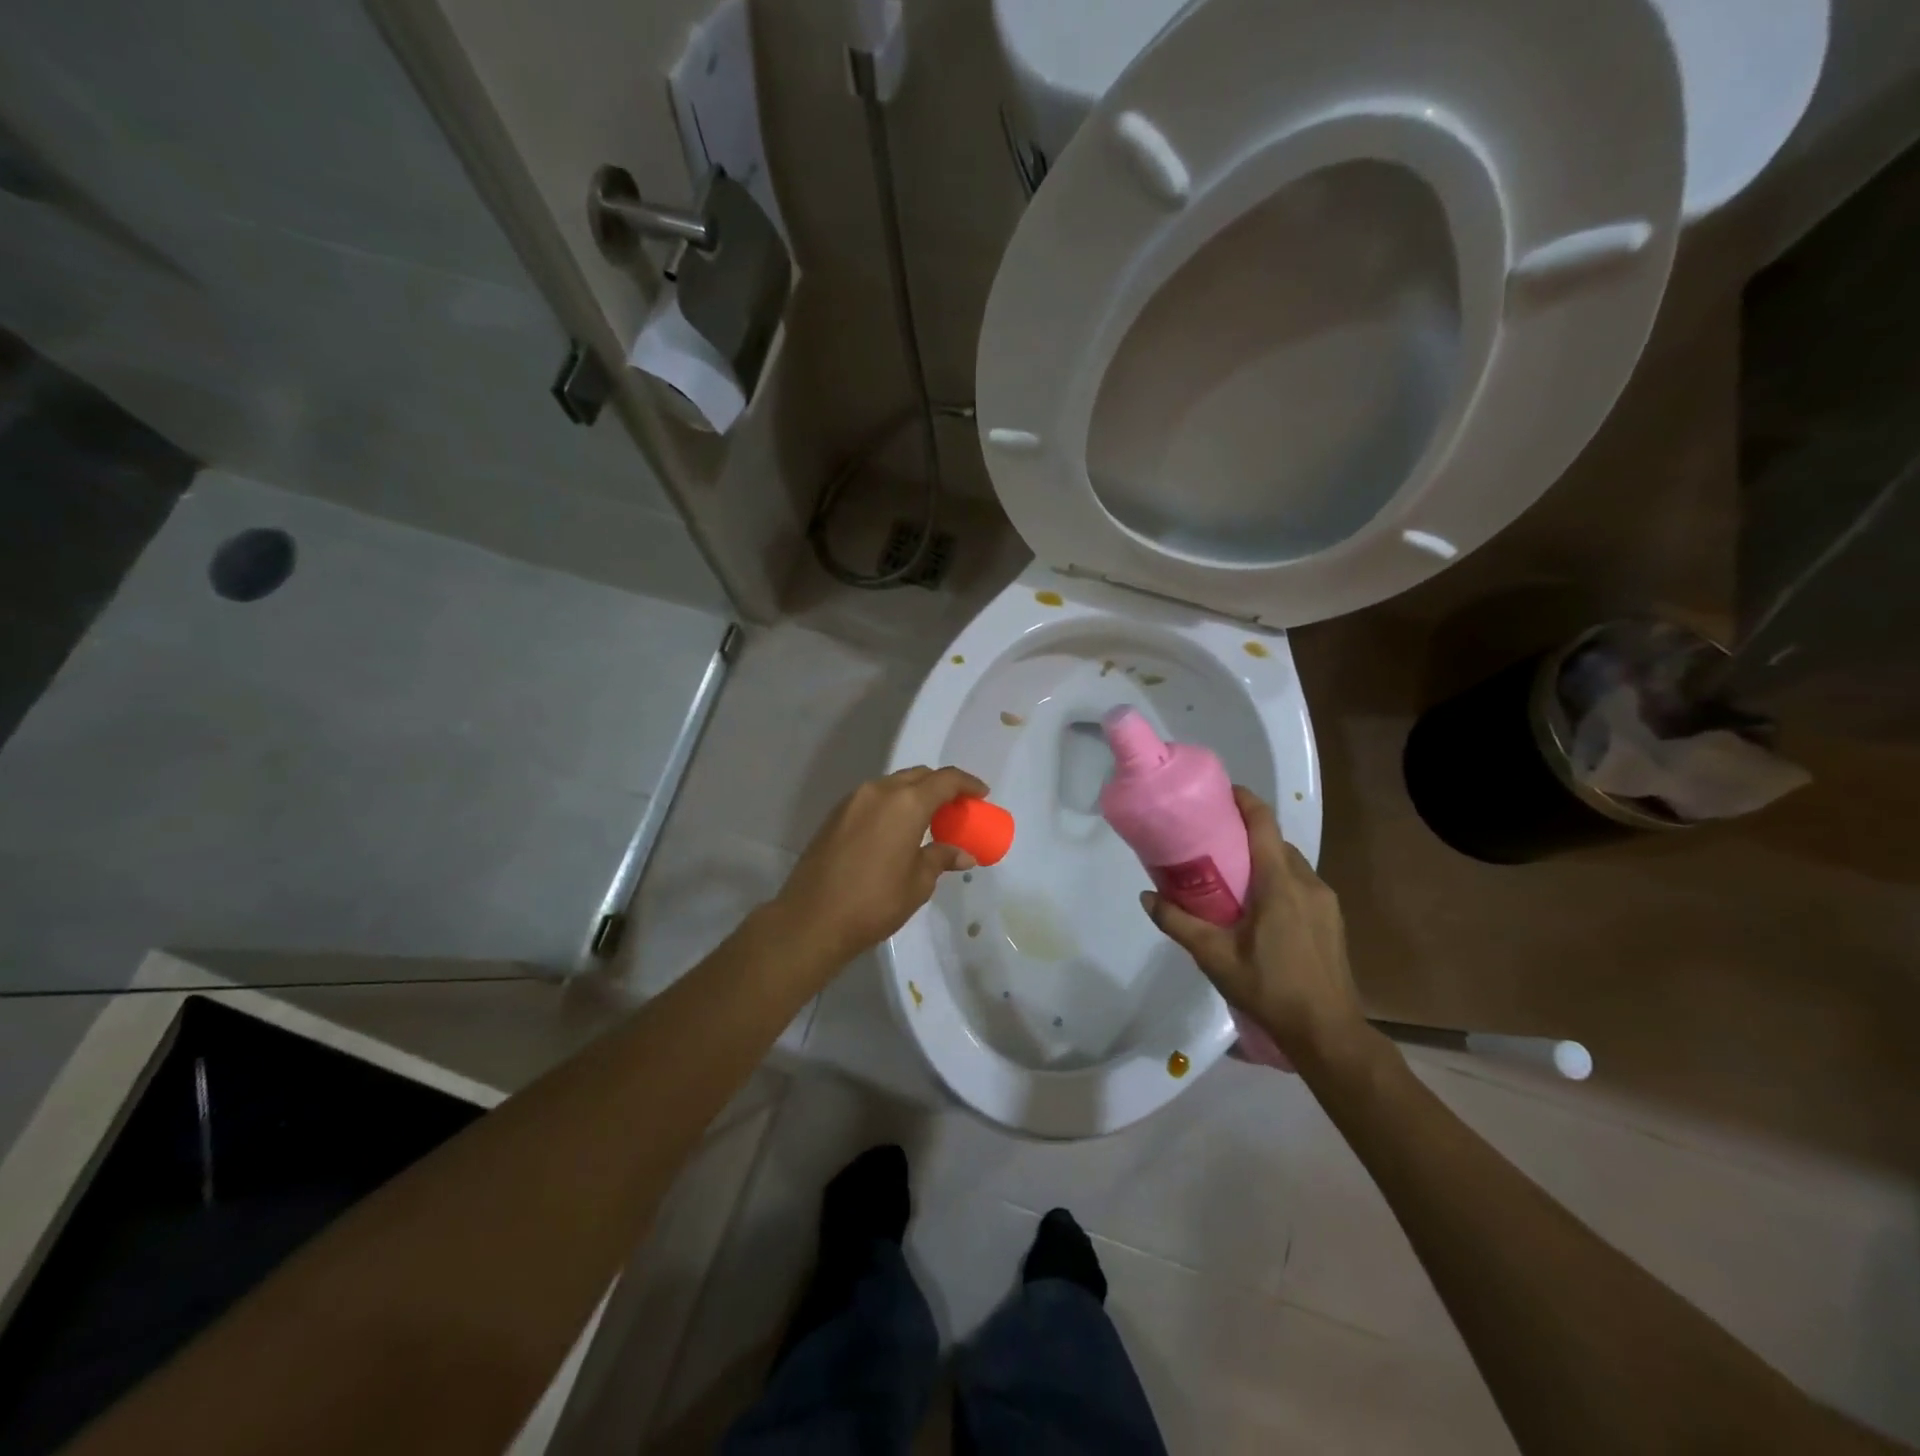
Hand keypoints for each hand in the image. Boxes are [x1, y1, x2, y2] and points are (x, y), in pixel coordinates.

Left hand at [771, 765, 988, 965]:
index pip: (945, 780)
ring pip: (893, 785)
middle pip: (918, 776)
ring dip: (914, 795)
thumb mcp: (918, 883)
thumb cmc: (875, 902)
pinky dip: (892, 805)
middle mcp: (879, 791)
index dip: (967, 784)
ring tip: (927, 820)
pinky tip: (896, 830)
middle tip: (956, 809)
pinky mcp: (835, 815)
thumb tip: (963, 854)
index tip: (981, 795)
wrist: (812, 919)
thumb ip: (941, 858)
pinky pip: (873, 798)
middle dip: (941, 787)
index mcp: (906, 803)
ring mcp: (853, 801)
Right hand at [1140, 786, 1367, 1068]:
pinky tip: (1257, 907)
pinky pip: (1300, 884)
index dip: (1244, 801)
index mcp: (1280, 883)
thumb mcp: (1214, 956)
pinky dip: (1277, 880)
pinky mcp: (1331, 920)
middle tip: (1211, 840)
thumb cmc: (1269, 988)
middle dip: (1246, 833)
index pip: (1264, 824)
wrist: (1327, 1033)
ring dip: (1262, 859)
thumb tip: (1146, 896)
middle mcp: (1307, 882)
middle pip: (1275, 842)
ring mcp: (1325, 901)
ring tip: (1230, 874)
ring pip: (1289, 864)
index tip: (1219, 793)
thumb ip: (1178, 922)